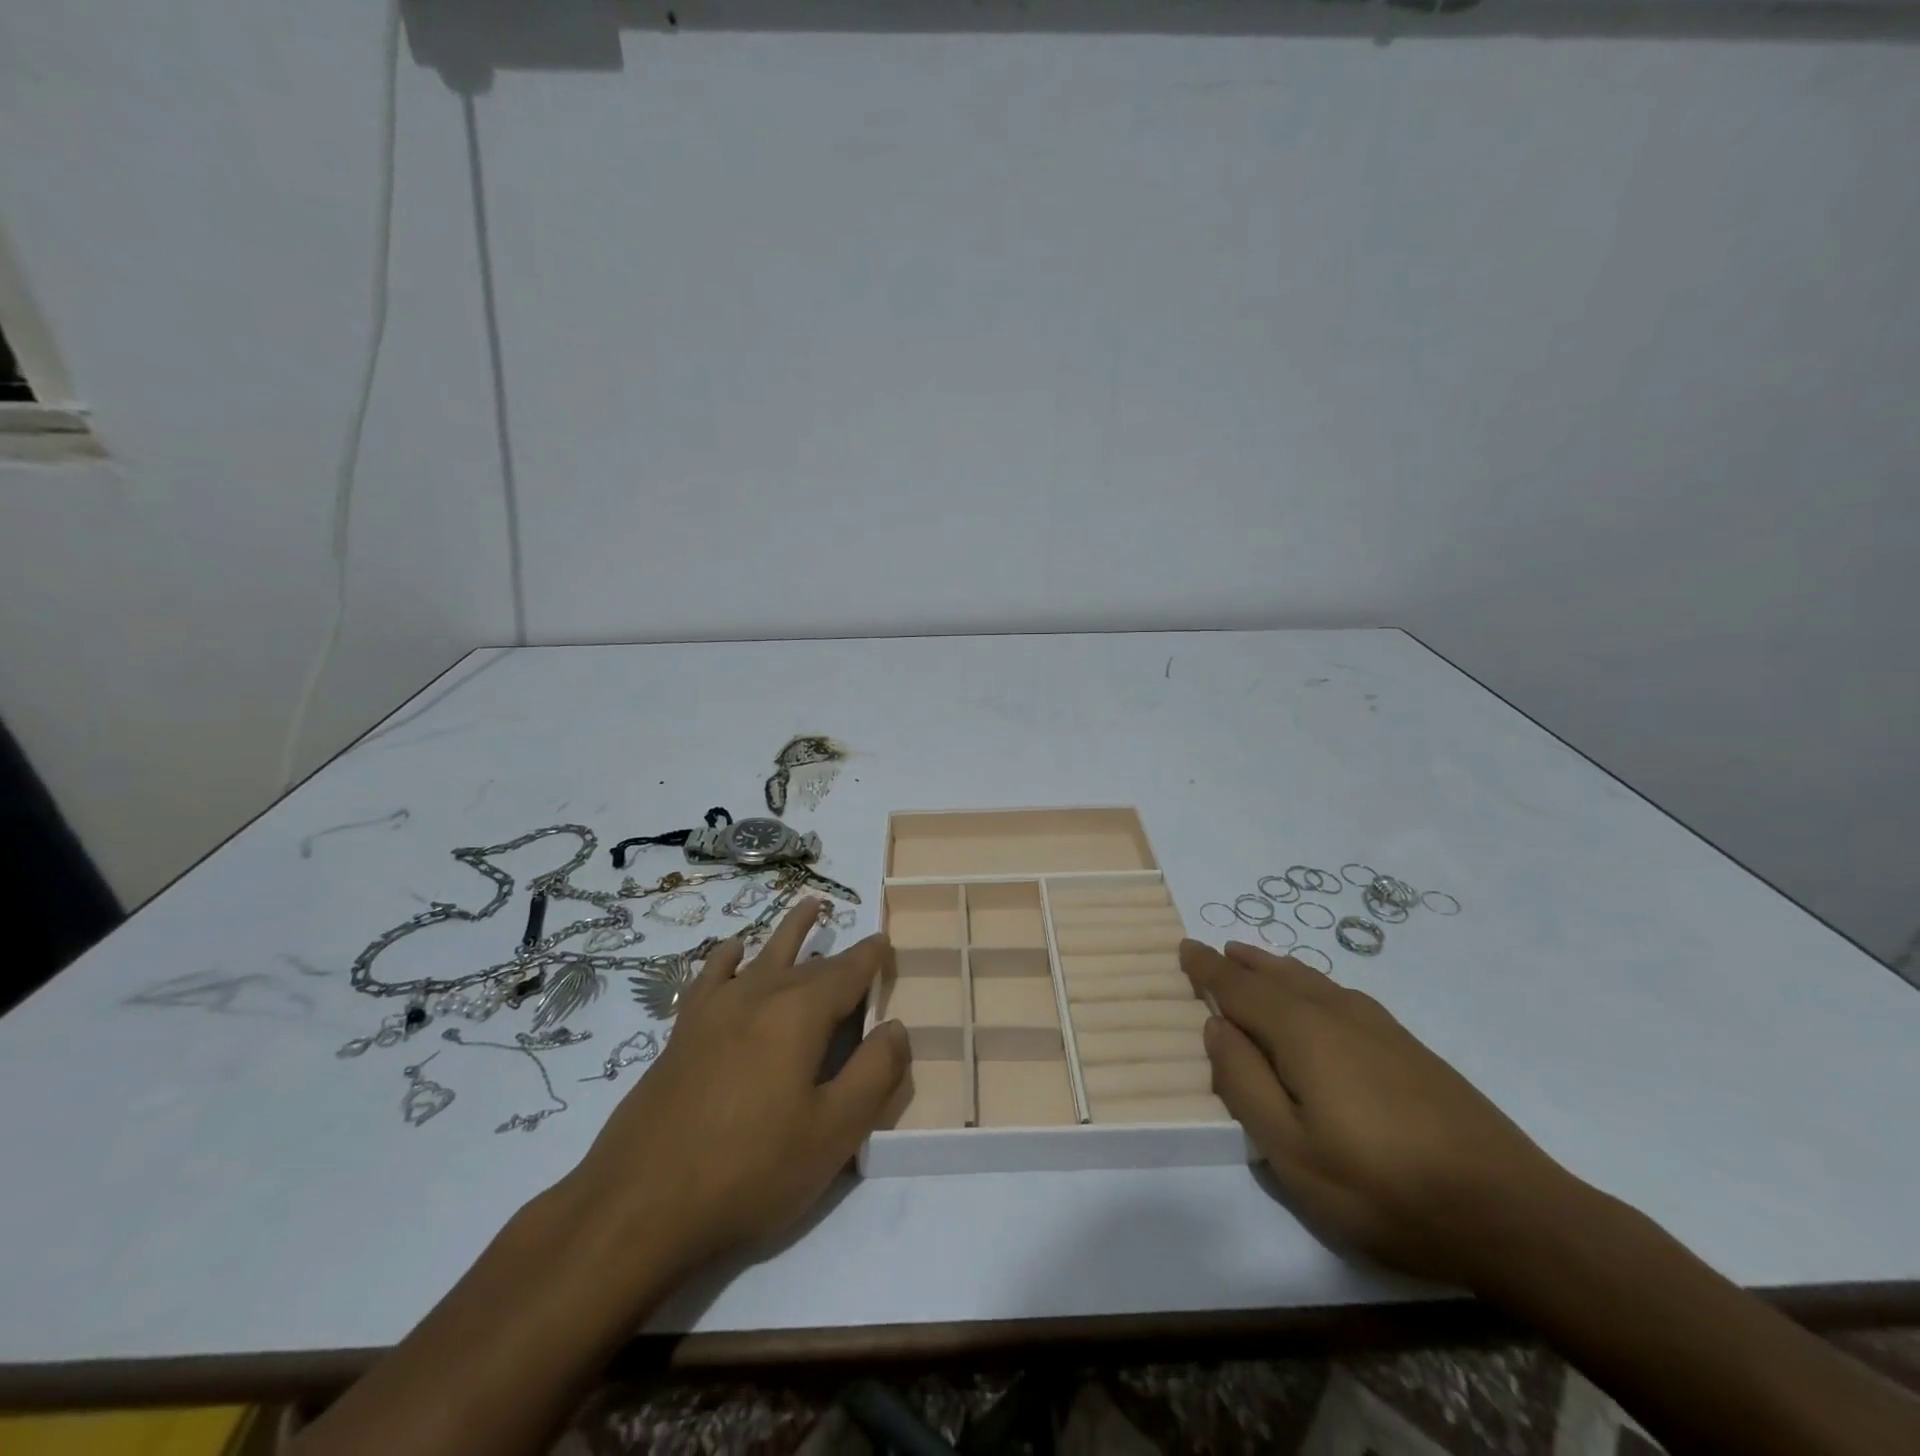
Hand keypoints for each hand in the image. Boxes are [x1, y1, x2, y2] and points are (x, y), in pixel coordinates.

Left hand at [563, 902, 908, 1282]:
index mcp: (799, 1013)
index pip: (848, 971)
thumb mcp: (833, 1134)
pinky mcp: (683, 1032)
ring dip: (789, 931)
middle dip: (839, 952)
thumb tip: (896, 1027)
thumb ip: (875, 1074)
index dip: (872, 957)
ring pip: (762, 954)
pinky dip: (727, 957)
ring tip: (808, 905)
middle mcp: (758, 995)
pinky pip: (711, 976)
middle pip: (810, 964)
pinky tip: (732, 951)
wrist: (639, 1205)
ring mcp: (715, 1010)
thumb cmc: (749, 1170)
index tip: (887, 943)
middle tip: (859, 937)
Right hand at [1182, 938, 1578, 1288]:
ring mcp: (1380, 1028)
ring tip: (1258, 962)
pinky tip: (1321, 999)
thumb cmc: (1383, 1186)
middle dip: (1243, 962)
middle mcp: (1337, 1013)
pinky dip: (1313, 984)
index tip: (1185, 947)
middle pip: (1278, 975)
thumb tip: (1216, 1026)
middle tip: (1218, 949)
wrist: (1511, 1212)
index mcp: (1301, 1031)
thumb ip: (1244, 1083)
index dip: (1209, 967)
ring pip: (1313, 981)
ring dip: (1278, 968)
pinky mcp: (1411, 1048)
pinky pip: (1342, 995)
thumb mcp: (1291, 1150)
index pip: (1240, 986)